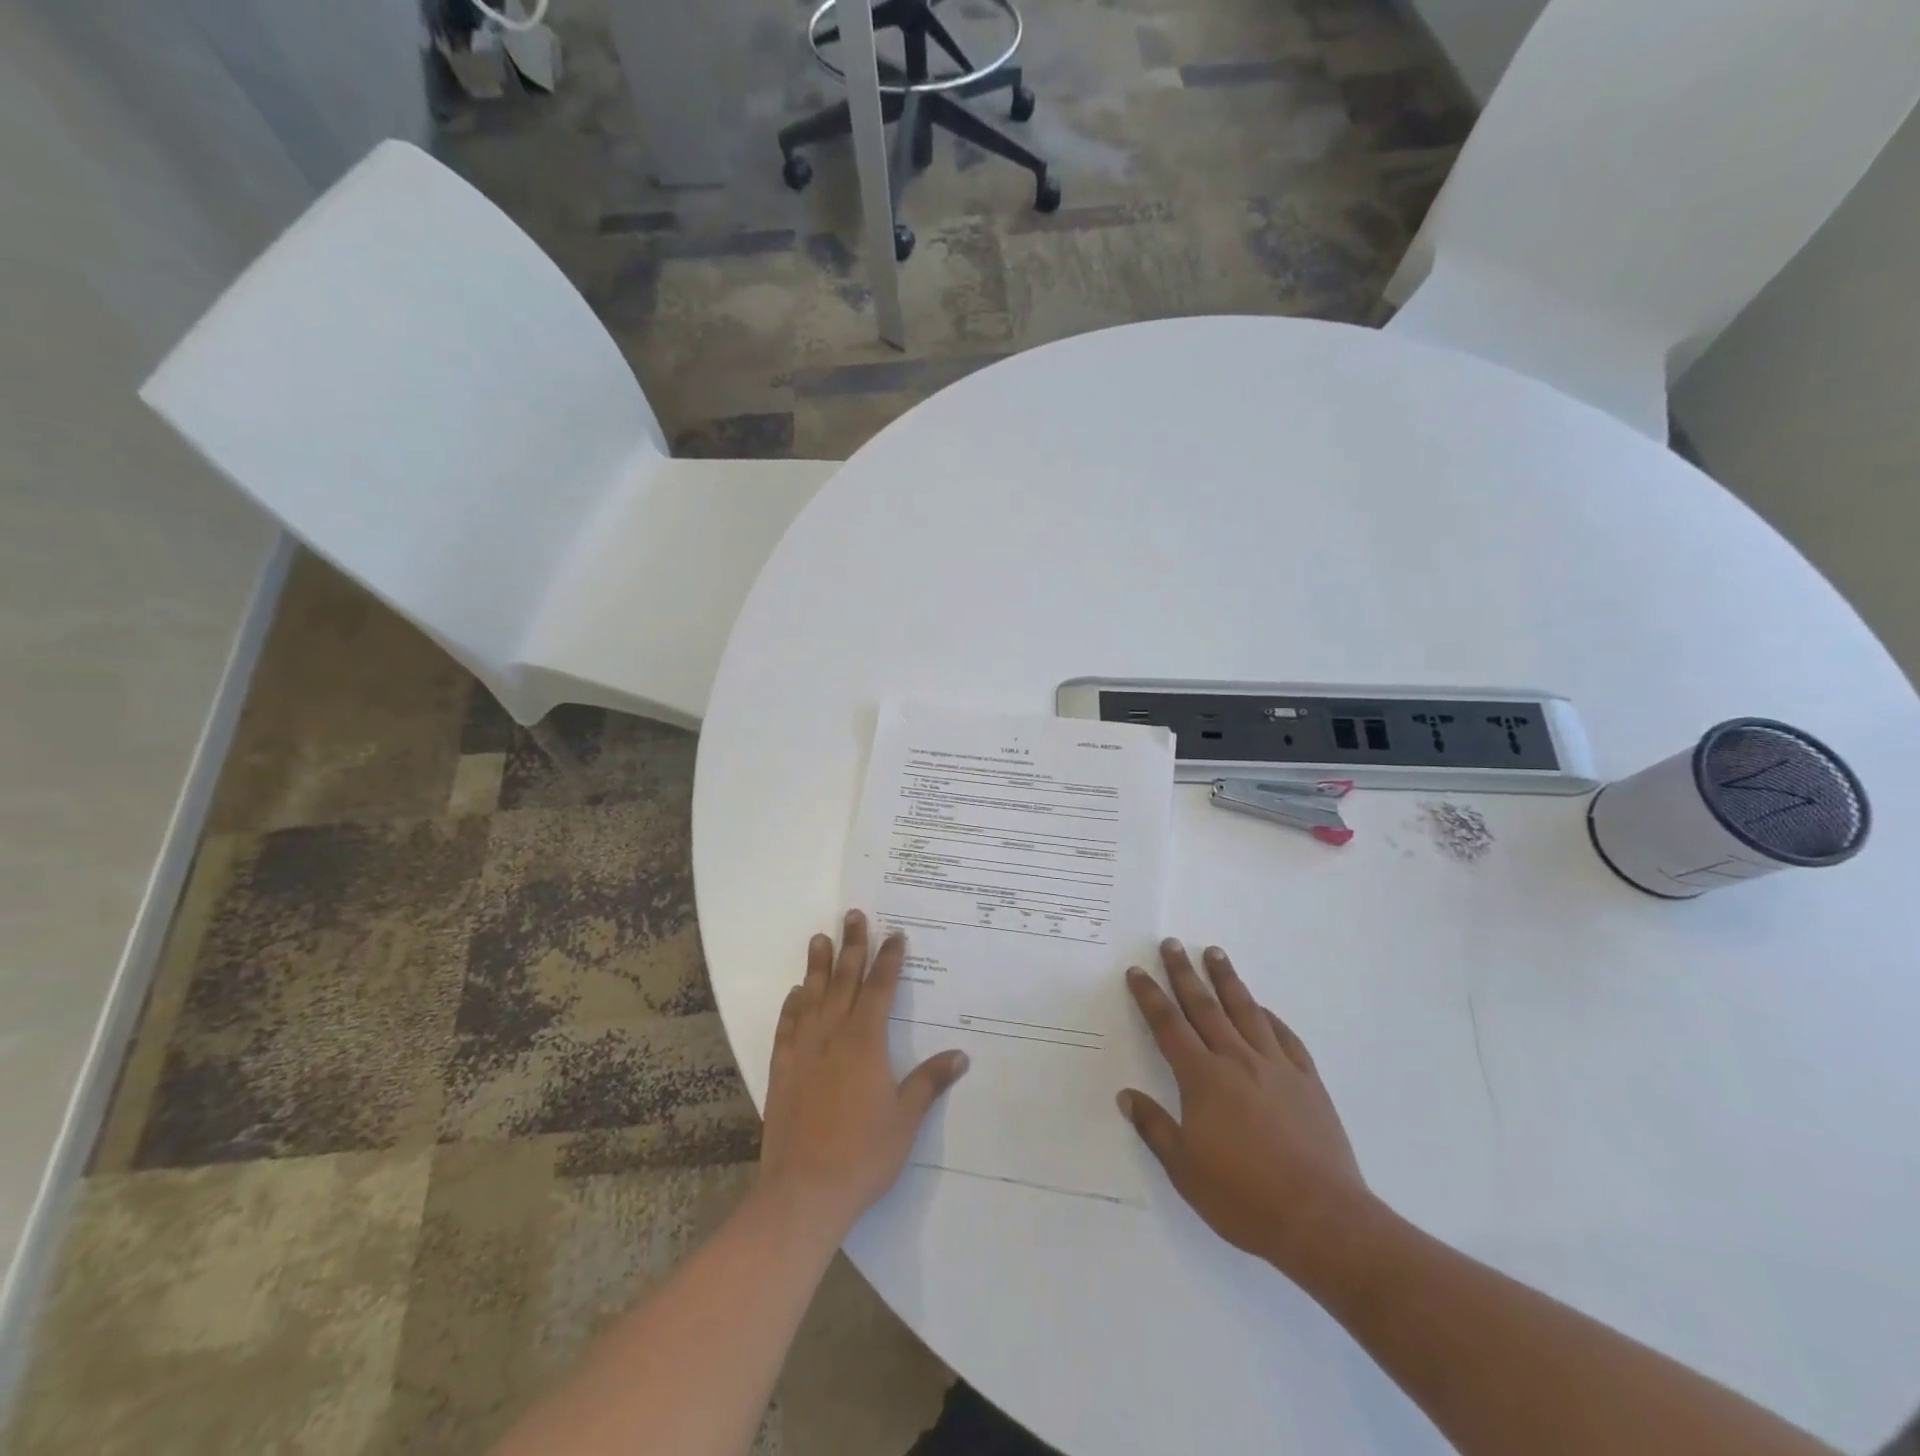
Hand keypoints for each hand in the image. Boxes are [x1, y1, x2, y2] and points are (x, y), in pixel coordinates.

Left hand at [757, 911, 969, 1236]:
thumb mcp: (906, 1119)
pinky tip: (795, 993)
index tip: (895, 934)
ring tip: (819, 939)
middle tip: (853, 916)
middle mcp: (833, 1035)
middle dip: (852, 946)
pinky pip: (787, 1026)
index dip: (889, 959)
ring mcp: (803, 1050)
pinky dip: (792, 1005)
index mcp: (865, 1042)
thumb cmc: (863, 1155)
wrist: (803, 1191)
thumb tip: (960, 1055)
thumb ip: (930, 1082)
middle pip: (845, 980)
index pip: (880, 989)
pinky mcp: (782, 1070)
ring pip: (812, 996)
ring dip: (817, 966)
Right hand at [1119, 940, 1370, 1274]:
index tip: (1137, 971)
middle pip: (1205, 1007)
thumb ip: (1154, 1128)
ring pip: (1246, 1011)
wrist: (1322, 1220)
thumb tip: (1126, 1096)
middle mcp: (1237, 1061)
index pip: (1168, 1026)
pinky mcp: (1308, 1083)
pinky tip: (1263, 1008)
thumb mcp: (1185, 1169)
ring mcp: (1276, 1068)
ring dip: (1227, 980)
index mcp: (1203, 1079)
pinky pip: (1285, 1038)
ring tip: (1215, 953)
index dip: (1149, 996)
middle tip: (1172, 944)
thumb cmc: (1244, 1197)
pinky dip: (1270, 1017)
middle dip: (1184, 973)